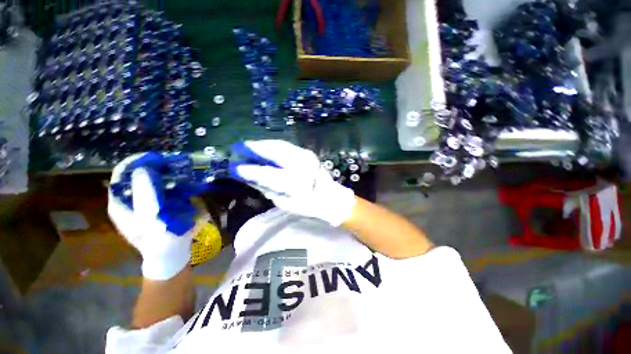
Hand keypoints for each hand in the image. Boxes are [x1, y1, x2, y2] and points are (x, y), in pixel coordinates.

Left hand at [108, 153, 204, 279]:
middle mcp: (129, 200)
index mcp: (120, 203)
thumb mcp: (149, 218)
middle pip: (136, 176)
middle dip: (152, 167)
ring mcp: (144, 203)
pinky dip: (170, 183)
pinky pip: (161, 189)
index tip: (156, 157)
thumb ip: (144, 194)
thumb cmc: (159, 239)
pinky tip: (181, 182)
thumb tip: (143, 169)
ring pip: (149, 182)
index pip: (122, 174)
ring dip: (163, 174)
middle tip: (171, 164)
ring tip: (178, 170)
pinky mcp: (158, 206)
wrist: (171, 254)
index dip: (136, 163)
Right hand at [229, 140, 355, 226]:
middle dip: (255, 148)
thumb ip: (267, 188)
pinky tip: (267, 146)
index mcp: (295, 183)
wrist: (329, 197)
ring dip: (264, 144)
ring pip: (280, 145)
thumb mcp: (284, 202)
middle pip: (274, 152)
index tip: (235, 167)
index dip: (250, 170)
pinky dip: (274, 145)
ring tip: (251, 145)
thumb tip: (250, 177)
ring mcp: (305, 156)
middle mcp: (300, 165)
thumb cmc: (306, 205)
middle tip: (241, 147)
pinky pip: (286, 146)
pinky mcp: (307, 153)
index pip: (267, 174)